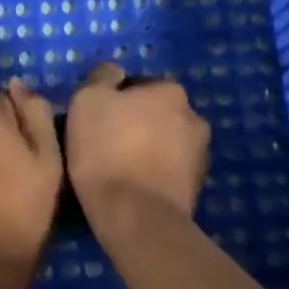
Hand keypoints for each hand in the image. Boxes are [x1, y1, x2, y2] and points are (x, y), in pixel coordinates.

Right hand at [64, 62, 210, 236]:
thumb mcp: (87, 101)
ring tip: (120, 170)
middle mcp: (194, 116)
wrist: (135, 215)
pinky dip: (155, 174)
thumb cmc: (107, 151)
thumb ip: (102, 78)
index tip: (96, 121)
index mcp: (170, 91)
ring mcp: (201, 154)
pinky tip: (134, 188)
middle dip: (137, 124)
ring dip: (148, 149)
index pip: (139, 86)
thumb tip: (114, 73)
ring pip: (166, 143)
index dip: (115, 101)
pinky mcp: (198, 188)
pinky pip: (170, 171)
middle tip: (106, 144)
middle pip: (157, 114)